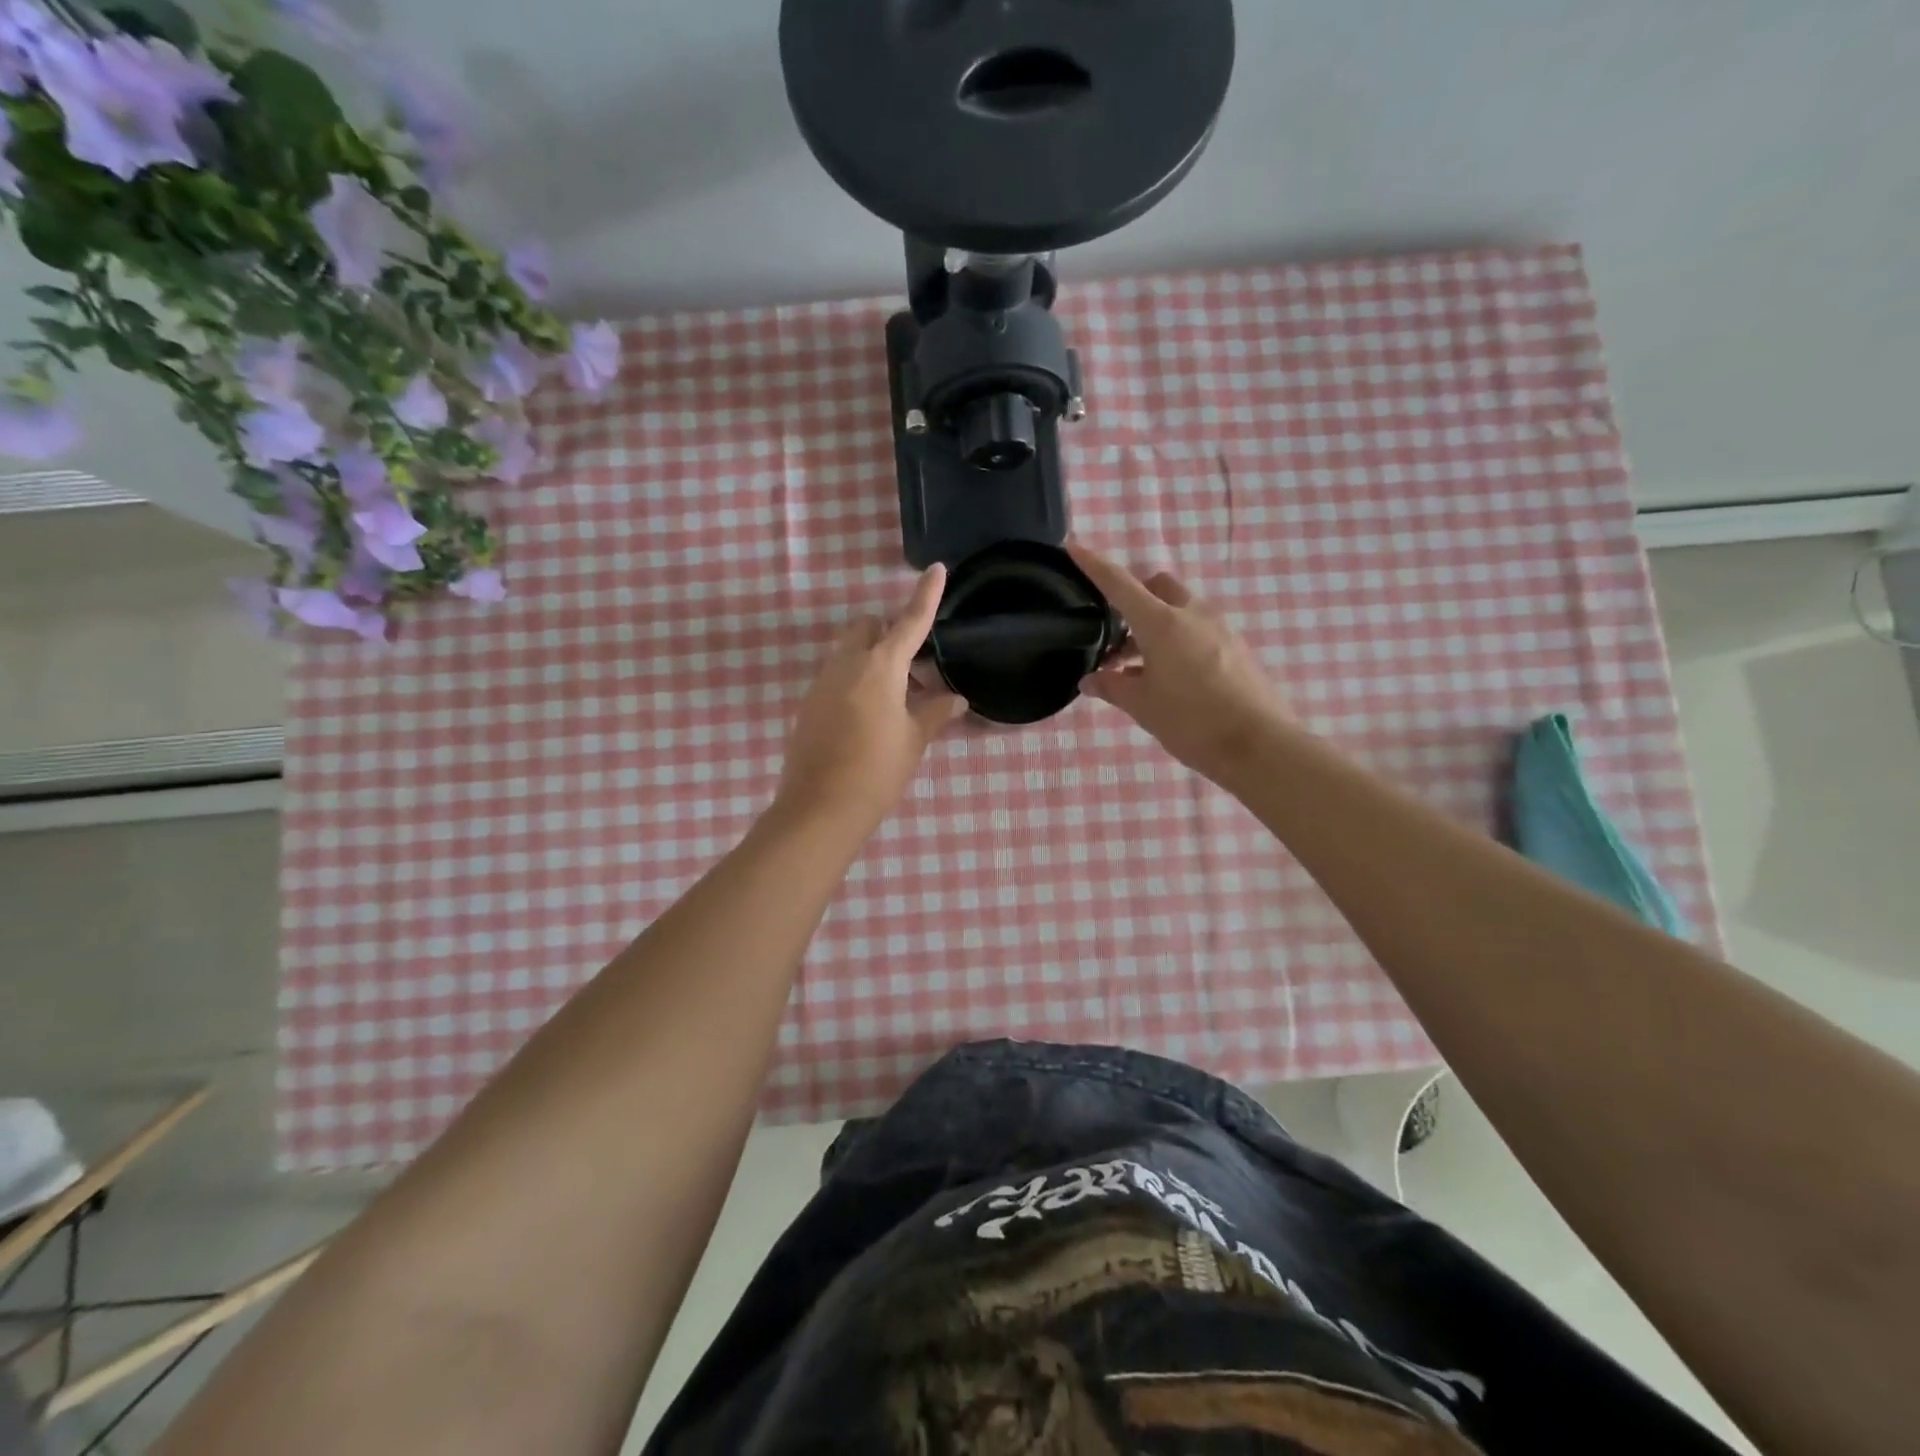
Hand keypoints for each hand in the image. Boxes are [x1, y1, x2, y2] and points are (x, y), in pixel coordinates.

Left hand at [774, 565, 965, 837]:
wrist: (820, 808)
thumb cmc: (877, 771)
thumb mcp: (914, 740)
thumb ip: (935, 712)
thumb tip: (956, 698)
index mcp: (879, 667)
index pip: (908, 621)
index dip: (925, 596)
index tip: (936, 569)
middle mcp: (846, 664)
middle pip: (868, 627)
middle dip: (890, 633)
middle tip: (914, 672)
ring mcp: (822, 682)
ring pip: (849, 651)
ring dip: (874, 659)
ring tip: (896, 700)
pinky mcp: (808, 703)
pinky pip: (836, 675)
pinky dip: (856, 680)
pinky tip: (870, 716)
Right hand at [1069, 543, 1294, 788]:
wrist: (1259, 746)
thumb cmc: (1191, 721)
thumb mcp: (1142, 706)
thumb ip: (1113, 687)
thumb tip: (1090, 680)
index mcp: (1162, 622)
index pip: (1120, 583)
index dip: (1094, 564)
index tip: (1073, 547)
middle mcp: (1192, 614)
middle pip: (1158, 586)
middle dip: (1134, 596)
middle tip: (1116, 630)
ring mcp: (1220, 629)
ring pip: (1180, 609)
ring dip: (1155, 624)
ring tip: (1138, 666)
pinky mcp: (1236, 648)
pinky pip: (1199, 630)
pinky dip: (1177, 639)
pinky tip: (1170, 676)